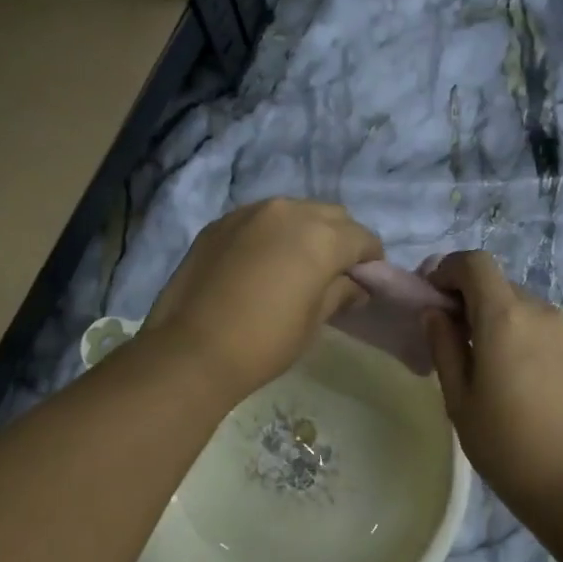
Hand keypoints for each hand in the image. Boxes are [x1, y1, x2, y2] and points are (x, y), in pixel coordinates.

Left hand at [144, 199, 382, 403]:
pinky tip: (262, 262)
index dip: (370, 260)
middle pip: (330, 215)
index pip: (362, 237)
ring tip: (297, 264)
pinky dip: (272, 234)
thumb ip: (340, 293)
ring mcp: (250, 212)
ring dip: (305, 231)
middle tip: (335, 272)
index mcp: (321, 237)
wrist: (192, 350)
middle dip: (341, 238)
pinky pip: (260, 219)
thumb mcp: (314, 322)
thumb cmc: (265, 342)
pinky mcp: (220, 223)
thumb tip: (354, 286)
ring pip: (293, 211)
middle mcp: (288, 211)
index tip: (365, 281)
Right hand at [422, 252, 562, 521]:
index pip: (475, 263)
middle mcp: (538, 310)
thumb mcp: (458, 396)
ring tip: (473, 357)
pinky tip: (503, 370)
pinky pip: (533, 322)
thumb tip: (434, 312)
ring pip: (514, 302)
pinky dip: (511, 328)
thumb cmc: (503, 443)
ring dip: (488, 314)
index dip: (446, 270)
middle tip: (444, 333)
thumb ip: (443, 345)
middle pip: (494, 282)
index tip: (429, 298)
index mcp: (505, 317)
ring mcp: (561, 328)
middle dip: (464, 296)